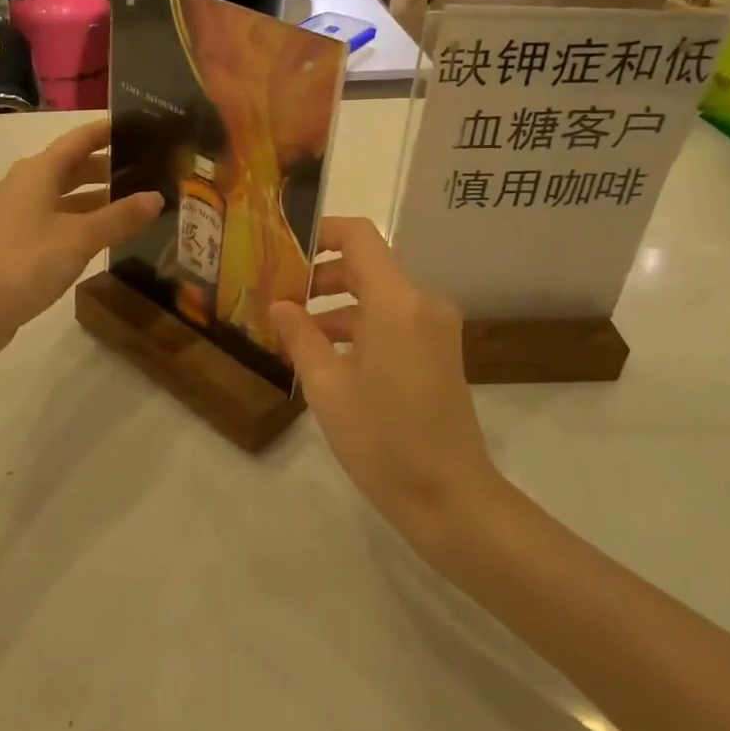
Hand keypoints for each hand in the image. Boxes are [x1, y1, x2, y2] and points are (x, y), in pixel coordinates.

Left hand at [0, 118, 162, 350]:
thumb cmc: (26, 263)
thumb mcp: (80, 238)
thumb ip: (120, 217)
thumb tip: (157, 197)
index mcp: (38, 171)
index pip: (79, 138)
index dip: (107, 130)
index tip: (141, 125)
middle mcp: (25, 184)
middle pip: (72, 166)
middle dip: (109, 166)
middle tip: (149, 169)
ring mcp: (17, 213)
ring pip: (64, 195)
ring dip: (97, 197)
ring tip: (135, 204)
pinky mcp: (16, 240)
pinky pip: (56, 218)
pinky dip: (81, 219)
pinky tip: (104, 235)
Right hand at [271, 218, 498, 549]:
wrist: (451, 498)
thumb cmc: (382, 440)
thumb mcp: (327, 387)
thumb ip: (301, 336)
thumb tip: (279, 304)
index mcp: (396, 301)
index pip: (359, 236)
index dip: (321, 232)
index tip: (284, 248)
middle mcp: (422, 301)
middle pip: (367, 264)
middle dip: (321, 274)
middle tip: (278, 294)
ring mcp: (435, 326)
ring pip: (378, 293)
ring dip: (337, 302)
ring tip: (294, 329)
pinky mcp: (438, 349)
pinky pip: (393, 318)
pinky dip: (360, 324)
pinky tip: (327, 352)